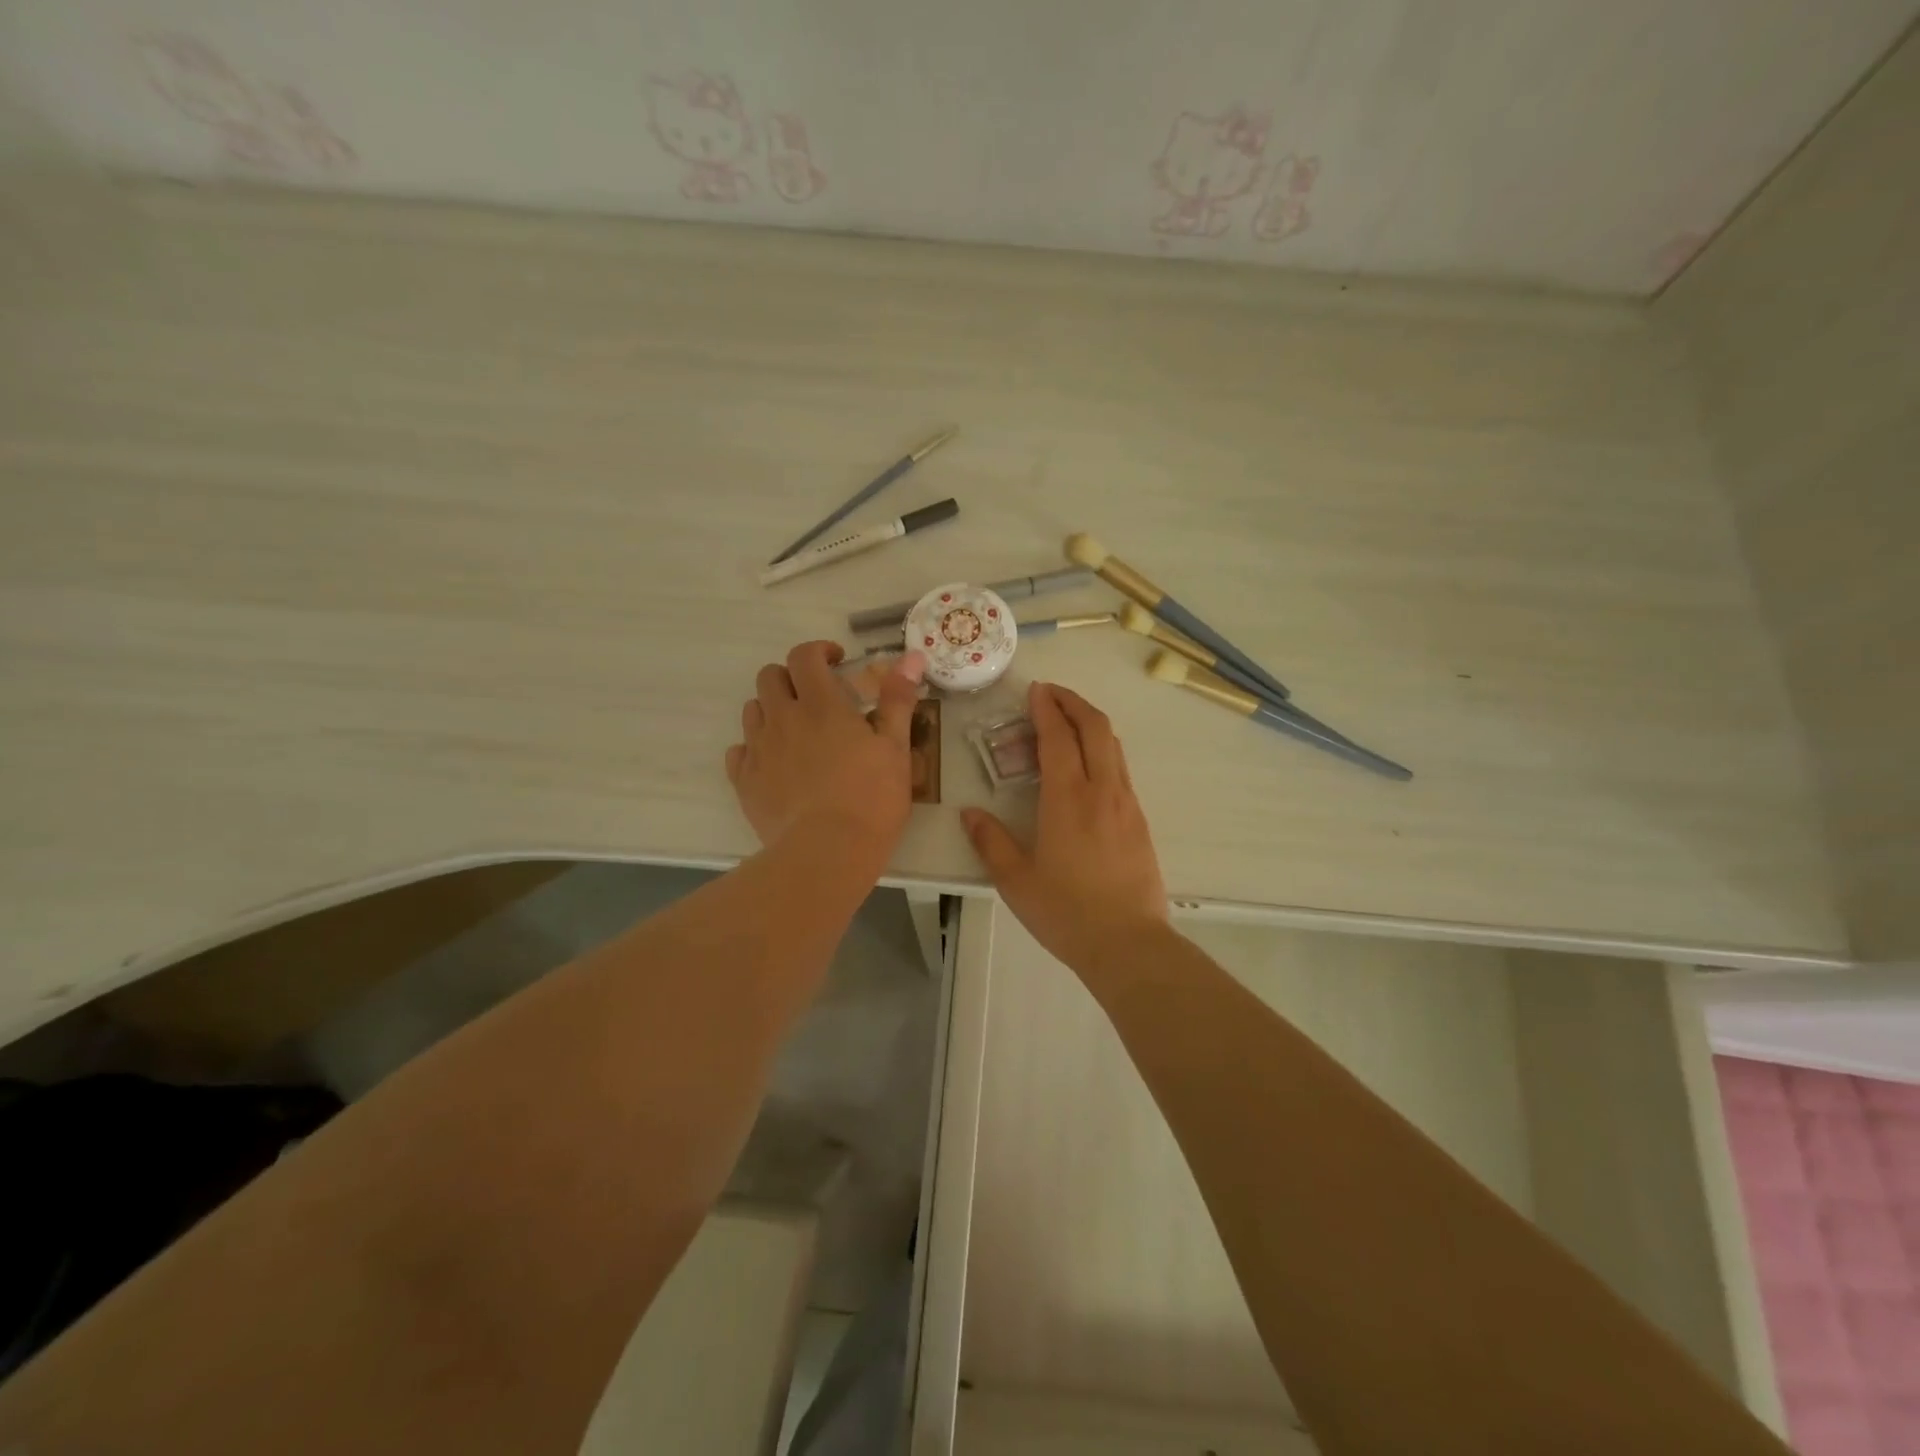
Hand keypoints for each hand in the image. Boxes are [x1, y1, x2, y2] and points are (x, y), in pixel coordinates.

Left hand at [726, 641, 926, 867]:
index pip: (805, 656)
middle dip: (791, 677)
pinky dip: (755, 748)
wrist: (827, 852)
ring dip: (772, 709)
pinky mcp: (745, 781)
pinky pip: (739, 751)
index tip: (837, 662)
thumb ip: (898, 699)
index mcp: (820, 704)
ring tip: (797, 731)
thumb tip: (911, 656)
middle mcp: (782, 718)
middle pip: (770, 676)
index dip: (819, 651)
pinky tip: (776, 764)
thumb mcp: (895, 747)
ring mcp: (758, 750)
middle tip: (815, 696)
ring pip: (753, 710)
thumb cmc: (871, 798)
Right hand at [962, 682, 1168, 972]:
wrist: (1128, 943)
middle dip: (1074, 702)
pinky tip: (1089, 765)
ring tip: (1068, 721)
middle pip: (1096, 727)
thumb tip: (969, 814)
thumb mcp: (1015, 880)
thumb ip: (990, 842)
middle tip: (1051, 694)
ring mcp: (1126, 804)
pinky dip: (1103, 749)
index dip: (1046, 709)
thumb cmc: (1066, 912)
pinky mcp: (1139, 820)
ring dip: (1091, 723)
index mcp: (1068, 799)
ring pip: (1114, 746)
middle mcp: (1102, 790)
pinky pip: (1121, 769)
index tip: (1035, 691)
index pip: (1058, 737)